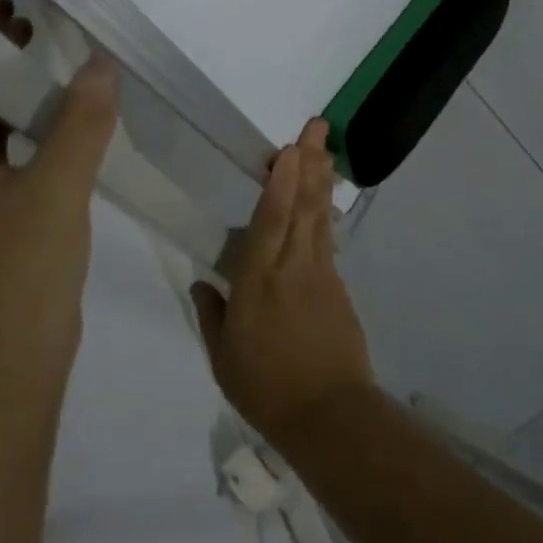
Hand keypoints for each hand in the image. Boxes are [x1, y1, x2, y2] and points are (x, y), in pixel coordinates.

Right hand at [191, 120, 375, 452]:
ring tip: (325, 147)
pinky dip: (325, 213)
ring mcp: (321, 275)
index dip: (281, 182)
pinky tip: (323, 199)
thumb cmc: (266, 388)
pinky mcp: (338, 287)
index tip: (288, 149)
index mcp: (258, 281)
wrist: (329, 416)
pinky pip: (328, 240)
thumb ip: (212, 313)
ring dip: (321, 178)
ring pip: (319, 216)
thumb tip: (203, 281)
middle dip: (310, 162)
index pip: (271, 221)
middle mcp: (292, 268)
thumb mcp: (224, 358)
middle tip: (317, 126)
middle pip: (303, 206)